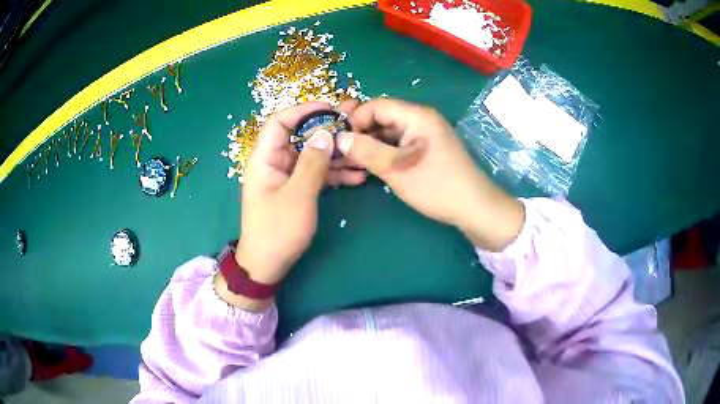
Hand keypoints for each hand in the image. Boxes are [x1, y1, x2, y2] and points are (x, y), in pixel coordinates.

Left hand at [234, 101, 365, 287]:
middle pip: (300, 137)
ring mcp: (285, 177)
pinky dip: (333, 174)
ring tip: (362, 155)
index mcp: (264, 158)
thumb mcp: (298, 195)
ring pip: (311, 156)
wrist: (267, 265)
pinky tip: (357, 177)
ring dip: (335, 155)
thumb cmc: (277, 230)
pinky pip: (314, 174)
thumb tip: (325, 133)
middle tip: (354, 127)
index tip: (331, 108)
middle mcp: (274, 162)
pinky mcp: (295, 190)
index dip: (303, 110)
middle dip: (327, 131)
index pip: (280, 122)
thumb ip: (313, 163)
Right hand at [337, 98, 523, 250]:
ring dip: (371, 145)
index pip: (376, 105)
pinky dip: (385, 152)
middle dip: (361, 133)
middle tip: (344, 154)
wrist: (474, 207)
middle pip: (382, 117)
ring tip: (355, 163)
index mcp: (416, 115)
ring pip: (389, 132)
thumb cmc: (436, 186)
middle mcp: (421, 118)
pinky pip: (399, 143)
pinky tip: (374, 166)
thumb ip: (366, 151)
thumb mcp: (397, 169)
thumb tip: (339, 139)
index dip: (355, 120)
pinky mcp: (427, 148)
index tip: (340, 142)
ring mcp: (425, 133)